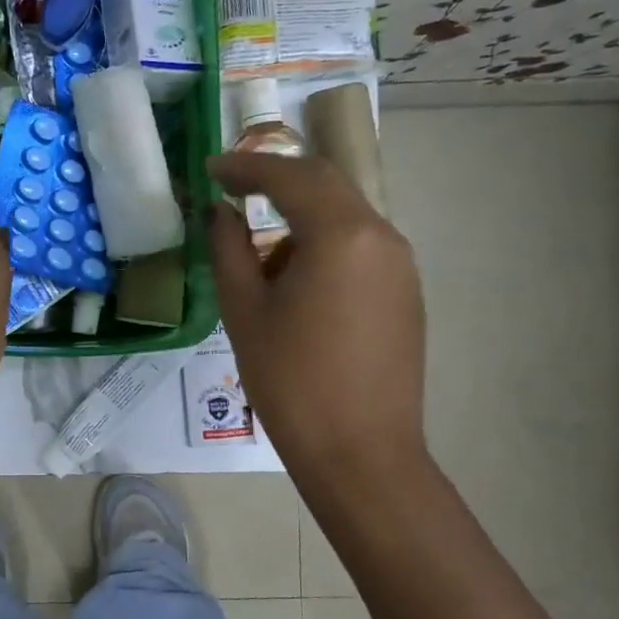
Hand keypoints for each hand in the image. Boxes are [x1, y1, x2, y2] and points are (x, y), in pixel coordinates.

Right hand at [207, 151, 427, 492]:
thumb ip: (229, 249)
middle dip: (277, 181)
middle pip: (326, 184)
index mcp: (341, 235)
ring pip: (345, 216)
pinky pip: (361, 247)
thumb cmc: (291, 381)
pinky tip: (296, 283)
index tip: (212, 169)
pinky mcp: (406, 293)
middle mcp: (382, 236)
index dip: (247, 167)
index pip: (290, 176)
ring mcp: (401, 265)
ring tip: (260, 255)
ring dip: (301, 217)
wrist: (360, 452)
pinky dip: (324, 244)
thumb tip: (221, 213)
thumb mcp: (244, 311)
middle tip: (233, 189)